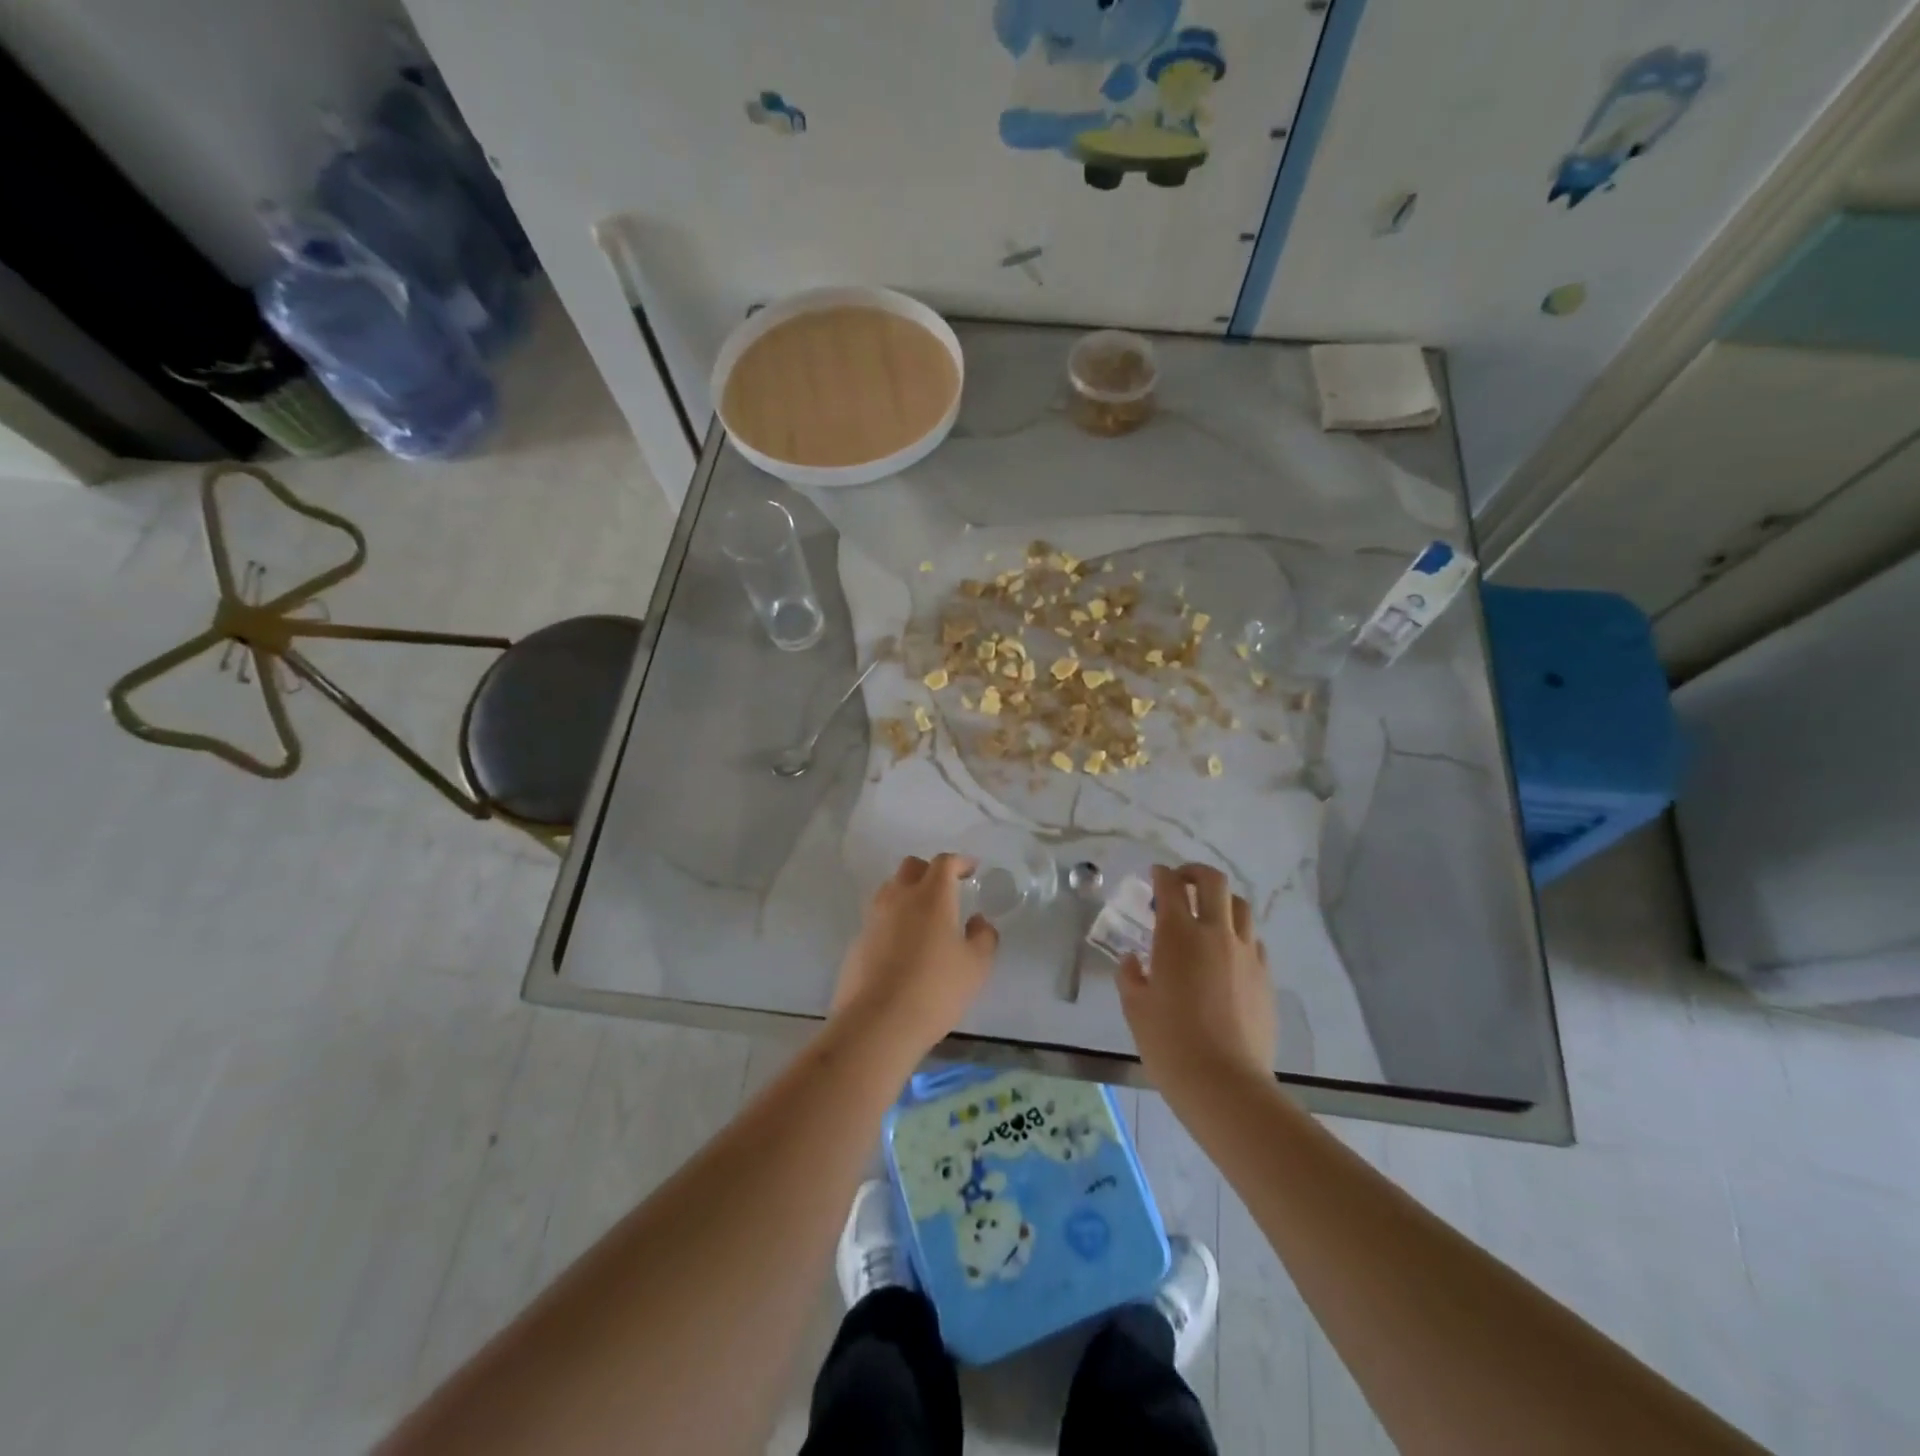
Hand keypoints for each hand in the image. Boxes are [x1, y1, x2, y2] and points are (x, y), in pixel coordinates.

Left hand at [831, 854, 999, 1060]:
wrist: (877, 1023)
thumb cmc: (935, 990)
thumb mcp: (976, 967)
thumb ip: (983, 937)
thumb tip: (978, 921)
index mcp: (931, 896)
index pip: (944, 863)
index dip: (959, 861)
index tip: (971, 869)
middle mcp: (899, 898)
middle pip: (912, 867)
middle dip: (930, 871)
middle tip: (946, 889)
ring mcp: (873, 918)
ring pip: (891, 890)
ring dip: (908, 893)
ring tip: (924, 916)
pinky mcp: (857, 941)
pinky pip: (878, 917)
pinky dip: (893, 920)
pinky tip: (903, 945)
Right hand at [1118, 863, 1276, 1095]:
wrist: (1224, 1083)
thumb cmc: (1169, 1042)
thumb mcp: (1135, 1008)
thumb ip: (1130, 976)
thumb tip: (1132, 960)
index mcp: (1178, 935)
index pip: (1170, 887)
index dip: (1161, 874)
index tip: (1155, 875)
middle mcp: (1216, 934)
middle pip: (1214, 882)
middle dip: (1195, 873)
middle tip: (1182, 882)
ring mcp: (1246, 954)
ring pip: (1241, 907)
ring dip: (1221, 902)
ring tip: (1208, 916)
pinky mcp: (1265, 977)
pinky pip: (1254, 942)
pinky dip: (1238, 936)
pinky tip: (1227, 955)